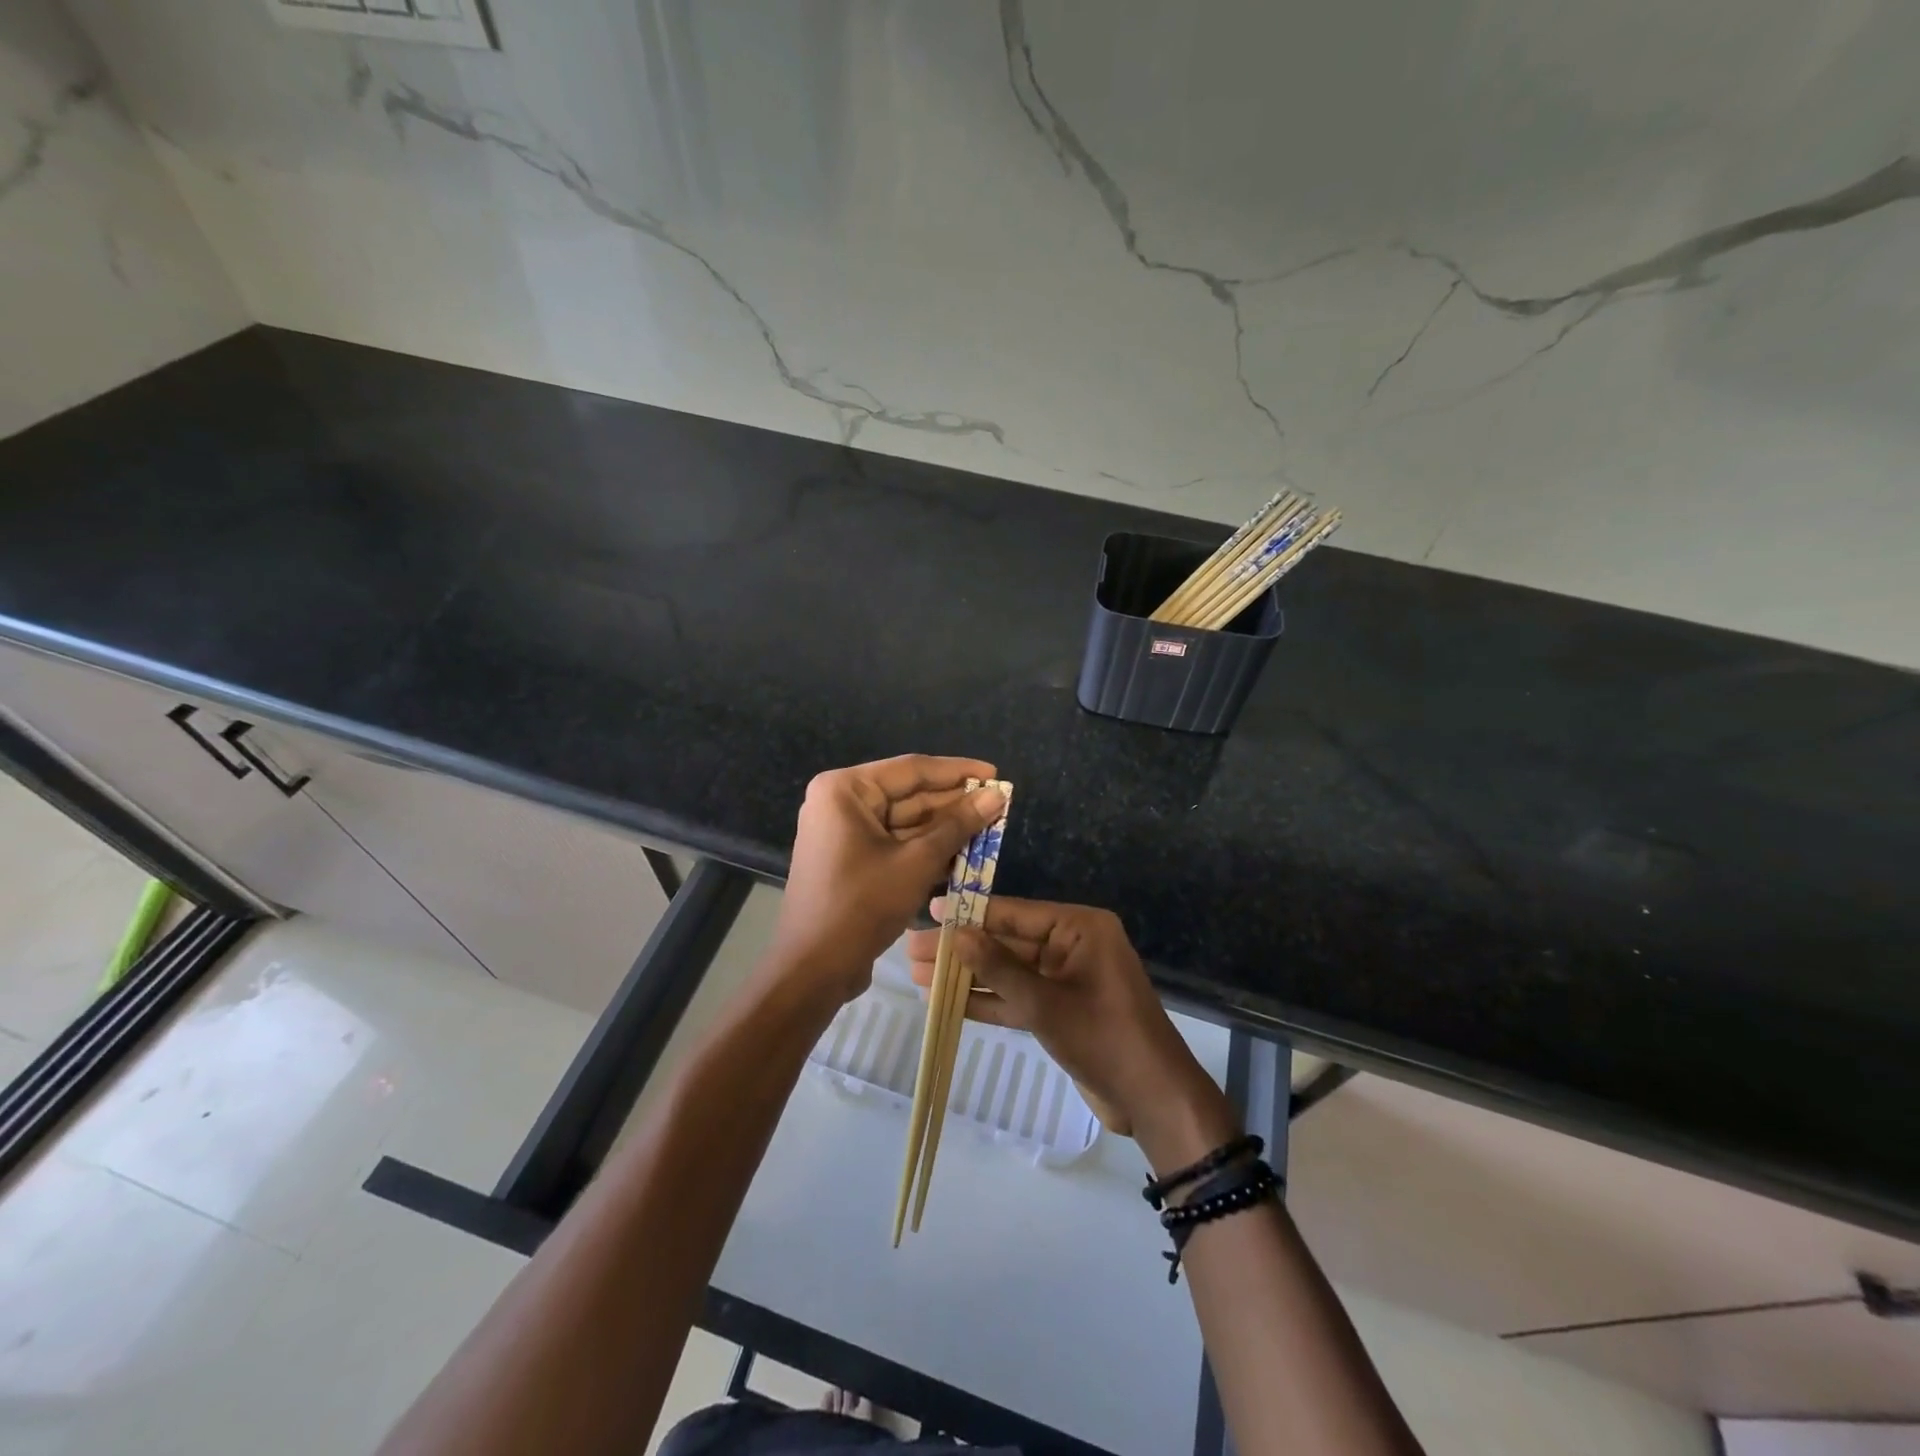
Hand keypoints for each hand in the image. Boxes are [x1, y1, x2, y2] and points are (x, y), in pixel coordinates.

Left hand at [770, 756, 1005, 1007]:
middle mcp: (841, 802)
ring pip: (905, 822)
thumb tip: (996, 794)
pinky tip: (964, 854)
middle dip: (954, 804)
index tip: (995, 773)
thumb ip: (958, 825)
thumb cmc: (862, 905)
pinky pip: (895, 843)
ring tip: (989, 829)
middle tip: (998, 805)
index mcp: (845, 789)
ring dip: (944, 829)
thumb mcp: (916, 862)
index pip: (912, 769)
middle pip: (908, 795)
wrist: (813, 969)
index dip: (958, 771)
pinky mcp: (852, 859)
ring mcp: (844, 832)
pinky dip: (926, 849)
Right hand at [905, 898, 1234, 1165]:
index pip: (1015, 912)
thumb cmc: (1104, 1039)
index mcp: (1080, 928)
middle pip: (1007, 942)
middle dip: (961, 949)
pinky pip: (1018, 996)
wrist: (1152, 1099)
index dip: (969, 913)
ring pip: (1008, 971)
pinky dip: (988, 1000)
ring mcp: (1066, 978)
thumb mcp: (1045, 1003)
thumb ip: (999, 968)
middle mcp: (1072, 945)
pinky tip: (947, 1001)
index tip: (930, 910)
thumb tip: (956, 934)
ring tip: (917, 975)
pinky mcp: (1061, 1008)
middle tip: (911, 949)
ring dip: (967, 976)